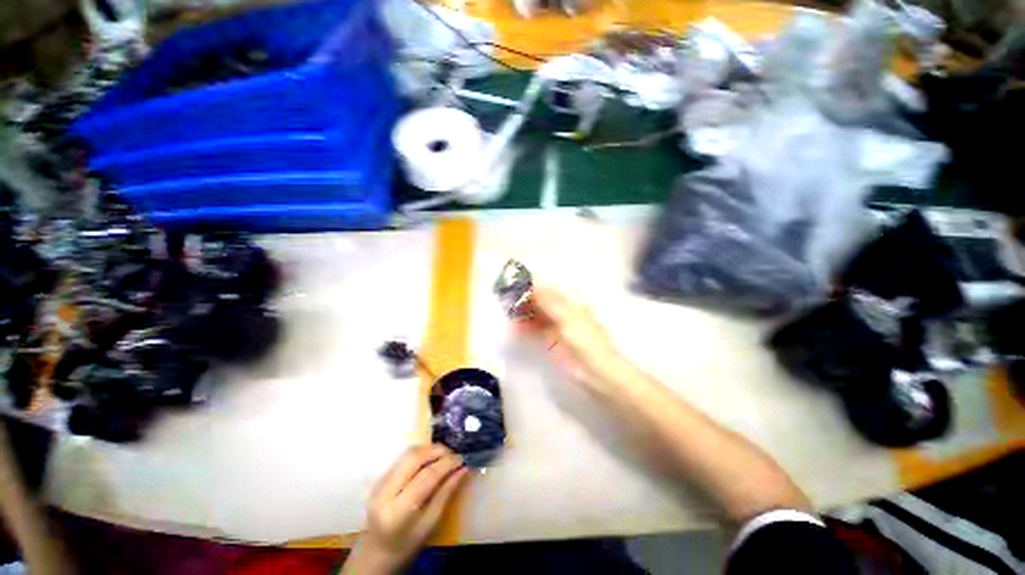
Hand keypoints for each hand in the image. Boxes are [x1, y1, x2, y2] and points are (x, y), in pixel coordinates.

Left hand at [345, 445, 468, 573]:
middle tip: (453, 454)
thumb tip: (464, 469)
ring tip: (444, 455)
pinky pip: (402, 459)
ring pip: (407, 454)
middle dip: (437, 450)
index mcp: (398, 511)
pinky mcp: (379, 479)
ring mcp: (379, 484)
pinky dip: (420, 455)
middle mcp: (385, 493)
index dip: (446, 463)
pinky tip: (430, 460)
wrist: (376, 553)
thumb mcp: (430, 523)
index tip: (462, 458)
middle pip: (414, 458)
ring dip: (429, 450)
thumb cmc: (407, 544)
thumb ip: (446, 493)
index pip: (426, 476)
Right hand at [519, 287, 628, 390]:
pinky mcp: (552, 340)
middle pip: (542, 302)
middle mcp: (564, 311)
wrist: (596, 371)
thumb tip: (532, 284)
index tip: (515, 285)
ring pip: (538, 315)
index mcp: (571, 302)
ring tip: (508, 313)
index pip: (549, 290)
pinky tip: (515, 328)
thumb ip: (549, 301)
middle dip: (526, 300)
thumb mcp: (567, 317)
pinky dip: (526, 328)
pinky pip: (536, 330)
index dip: (533, 287)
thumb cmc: (586, 340)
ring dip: (524, 314)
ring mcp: (558, 326)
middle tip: (507, 300)